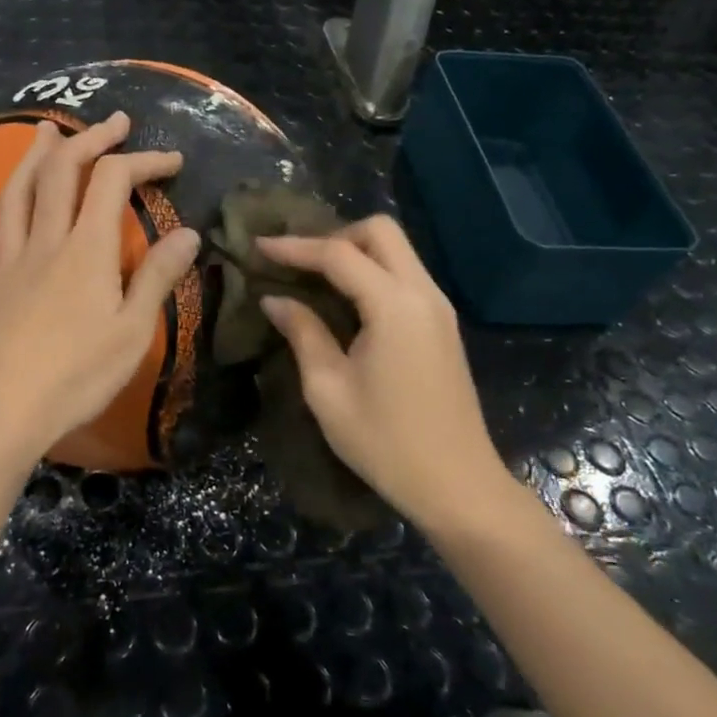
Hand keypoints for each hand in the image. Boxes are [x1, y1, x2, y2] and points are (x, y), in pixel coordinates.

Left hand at [0, 111, 200, 457]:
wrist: (1, 413)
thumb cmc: (76, 377)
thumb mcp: (132, 332)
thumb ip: (157, 277)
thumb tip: (189, 233)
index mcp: (86, 250)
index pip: (113, 182)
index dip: (143, 160)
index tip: (171, 161)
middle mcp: (44, 242)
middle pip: (61, 173)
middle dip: (90, 139)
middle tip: (114, 123)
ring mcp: (5, 262)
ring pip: (16, 195)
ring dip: (34, 157)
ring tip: (48, 130)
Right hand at [258, 215, 504, 530]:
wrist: (458, 485)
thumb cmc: (385, 442)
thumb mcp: (328, 390)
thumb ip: (302, 333)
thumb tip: (274, 299)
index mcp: (394, 306)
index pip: (338, 254)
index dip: (295, 247)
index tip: (258, 246)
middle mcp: (423, 293)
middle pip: (380, 232)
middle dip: (334, 236)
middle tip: (298, 263)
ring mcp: (439, 307)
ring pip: (397, 250)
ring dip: (355, 252)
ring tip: (314, 276)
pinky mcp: (443, 324)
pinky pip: (406, 275)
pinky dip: (373, 271)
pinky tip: (346, 299)